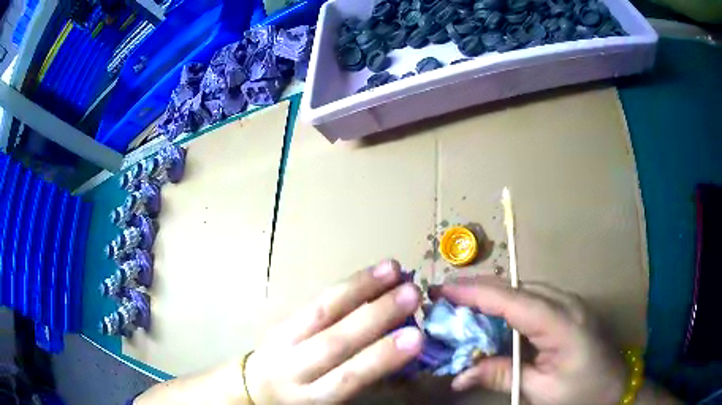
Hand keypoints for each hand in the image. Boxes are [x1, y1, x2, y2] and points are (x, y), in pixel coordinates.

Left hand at [245, 260, 423, 403]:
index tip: (417, 337)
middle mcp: (293, 368)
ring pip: (320, 312)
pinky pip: (314, 302)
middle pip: (334, 341)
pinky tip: (369, 274)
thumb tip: (403, 356)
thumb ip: (363, 381)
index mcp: (311, 398)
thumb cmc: (303, 402)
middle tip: (412, 293)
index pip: (347, 377)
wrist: (255, 390)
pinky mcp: (279, 323)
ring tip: (393, 269)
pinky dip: (345, 287)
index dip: (381, 357)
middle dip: (376, 315)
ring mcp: (282, 341)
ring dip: (360, 288)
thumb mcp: (330, 404)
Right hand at [433, 277, 626, 404]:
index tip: (443, 289)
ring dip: (491, 298)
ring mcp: (569, 303)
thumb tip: (459, 375)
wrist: (617, 387)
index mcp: (562, 323)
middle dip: (478, 291)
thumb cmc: (583, 392)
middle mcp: (566, 303)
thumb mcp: (540, 392)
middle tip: (443, 299)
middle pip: (516, 289)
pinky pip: (533, 300)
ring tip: (460, 307)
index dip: (476, 292)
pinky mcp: (569, 310)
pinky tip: (493, 319)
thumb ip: (502, 375)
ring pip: (524, 291)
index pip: (513, 300)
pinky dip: (508, 306)